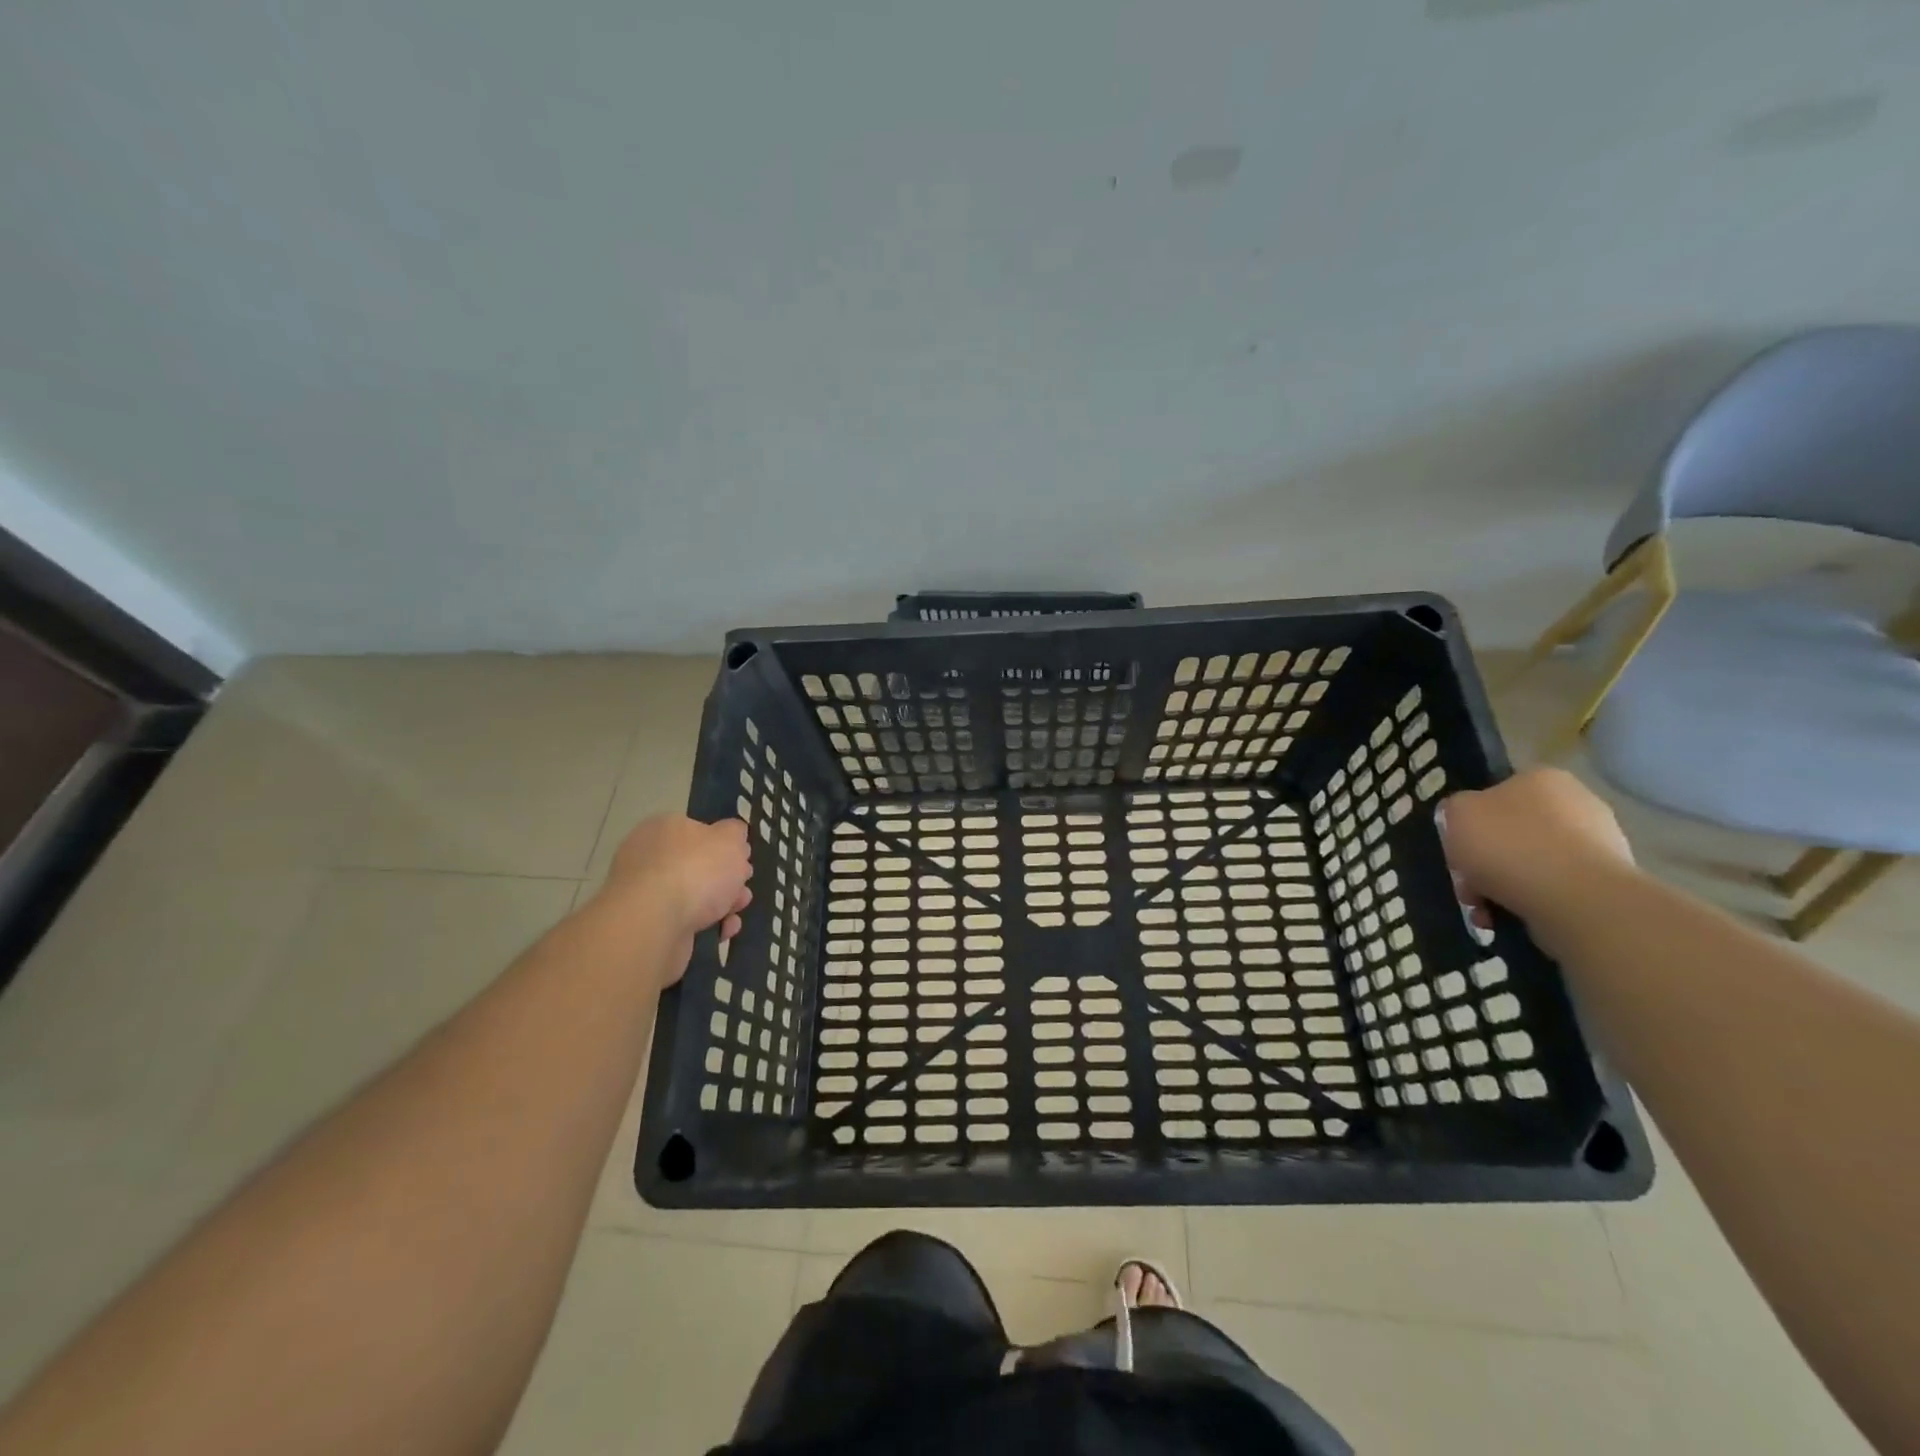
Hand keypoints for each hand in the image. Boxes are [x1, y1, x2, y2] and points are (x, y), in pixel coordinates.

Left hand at [603, 814, 751, 944]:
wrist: (654, 924)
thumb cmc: (695, 870)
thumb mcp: (730, 838)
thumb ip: (735, 832)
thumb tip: (732, 835)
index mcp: (664, 828)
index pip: (697, 831)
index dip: (724, 844)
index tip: (743, 858)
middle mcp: (649, 858)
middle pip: (697, 865)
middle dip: (726, 878)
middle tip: (743, 886)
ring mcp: (645, 894)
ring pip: (694, 896)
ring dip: (721, 904)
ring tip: (736, 912)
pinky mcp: (648, 926)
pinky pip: (685, 922)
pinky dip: (708, 926)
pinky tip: (723, 930)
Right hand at [1438, 768, 1635, 927]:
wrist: (1576, 899)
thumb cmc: (1509, 845)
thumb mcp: (1456, 814)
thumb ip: (1456, 809)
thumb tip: (1467, 818)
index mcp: (1542, 779)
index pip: (1496, 795)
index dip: (1470, 824)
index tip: (1458, 850)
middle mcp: (1577, 803)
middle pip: (1512, 833)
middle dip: (1485, 862)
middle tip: (1468, 886)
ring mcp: (1599, 844)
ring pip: (1530, 865)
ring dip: (1502, 887)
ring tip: (1486, 911)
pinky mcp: (1607, 882)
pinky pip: (1554, 890)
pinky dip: (1530, 903)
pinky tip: (1511, 918)